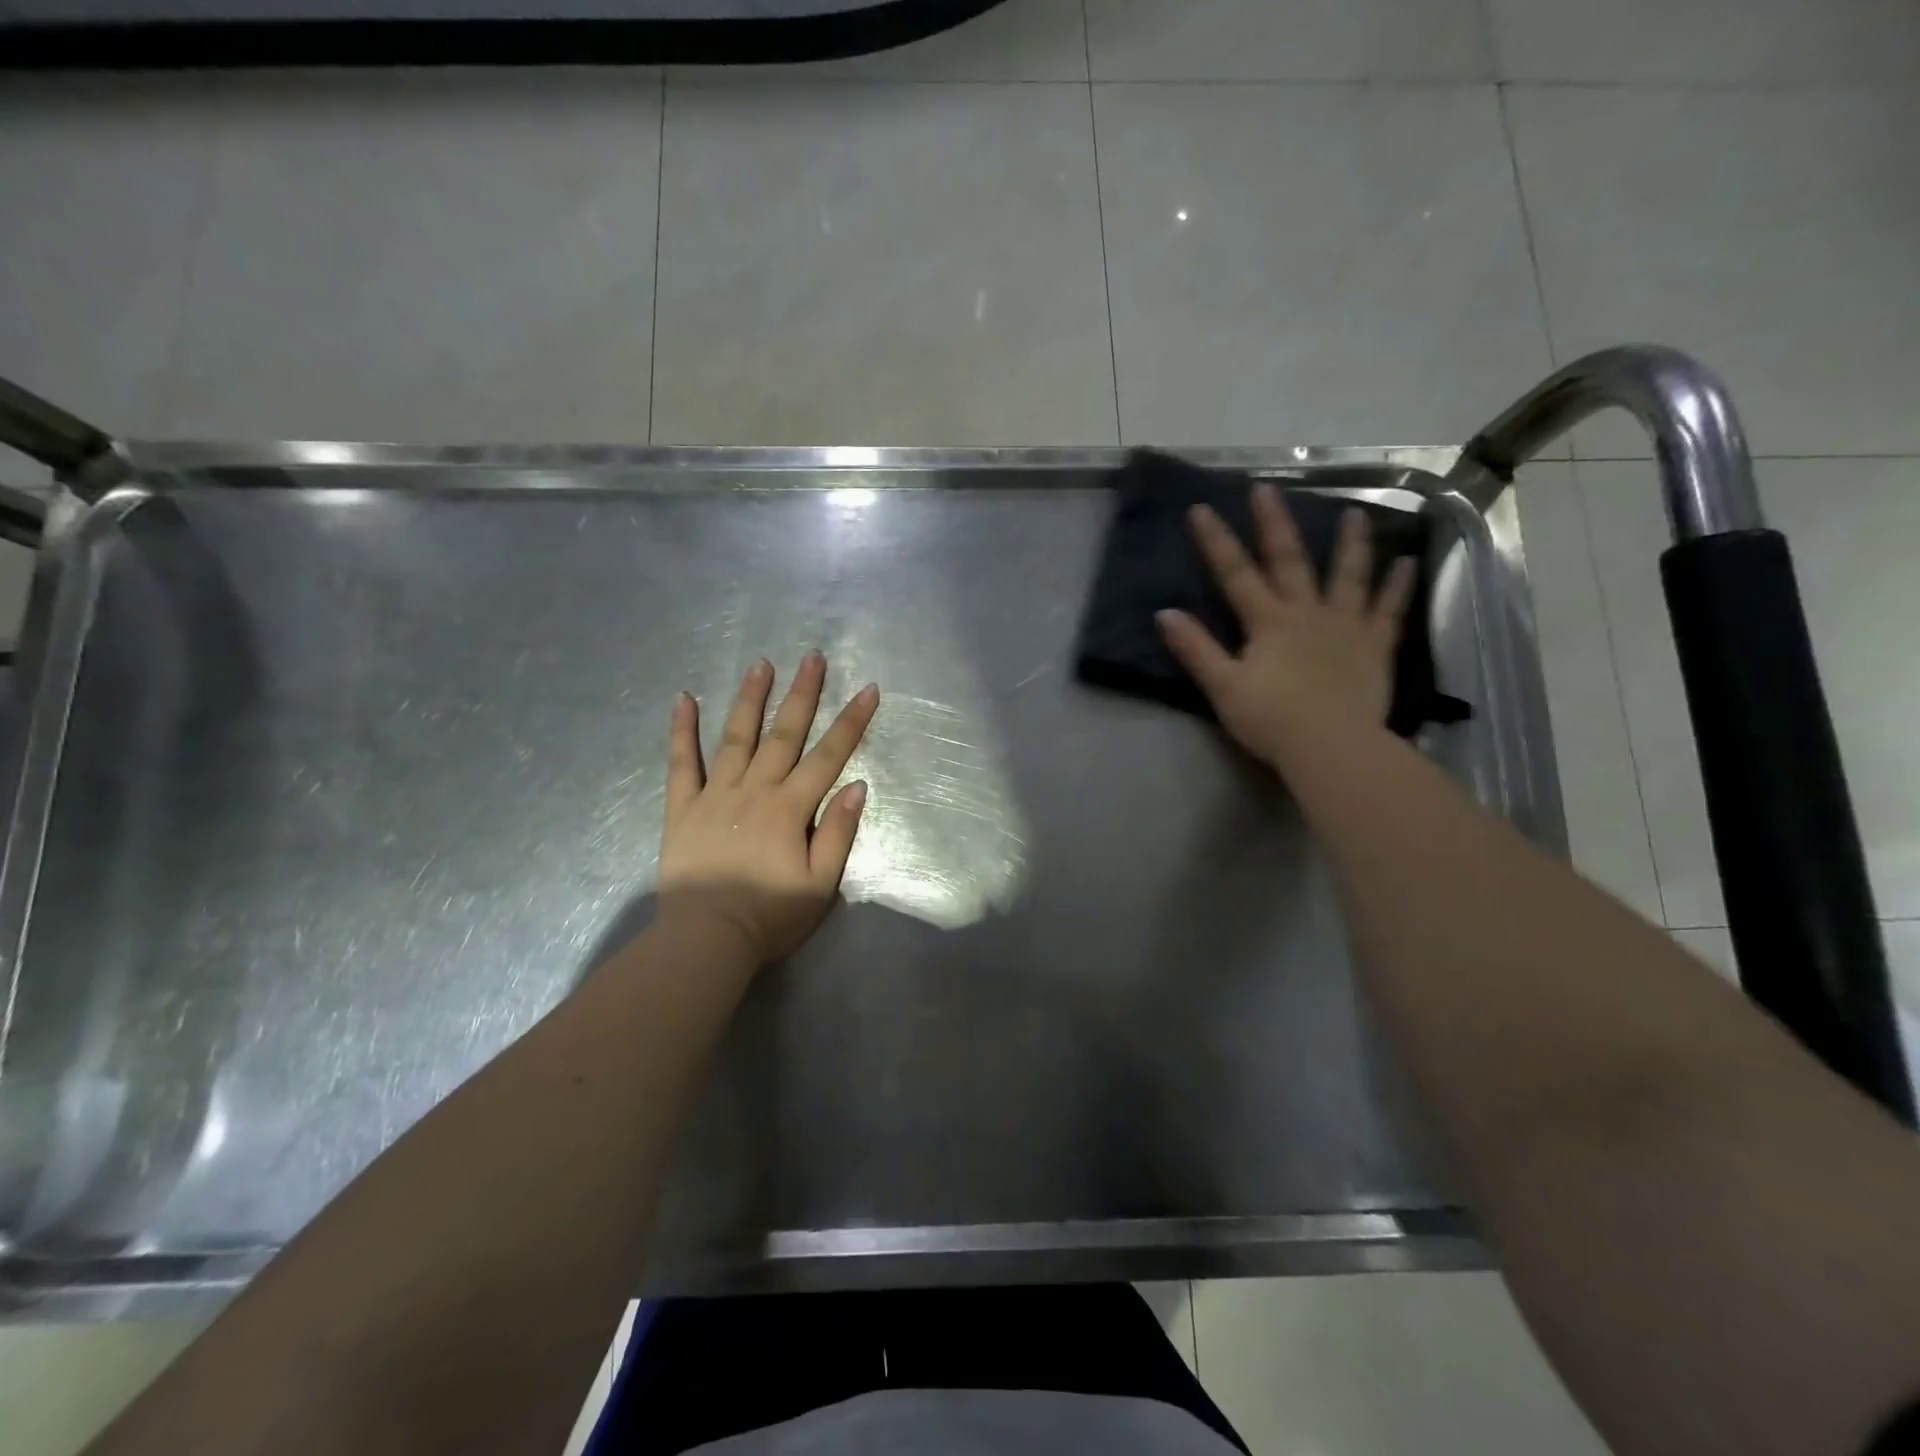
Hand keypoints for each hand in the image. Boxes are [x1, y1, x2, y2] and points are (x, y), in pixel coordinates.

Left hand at [658, 653, 878, 963]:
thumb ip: (837, 833)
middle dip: (802, 694)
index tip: (867, 689)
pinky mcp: (682, 808)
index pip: (828, 756)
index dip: (851, 722)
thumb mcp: (820, 884)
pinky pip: (681, 763)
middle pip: (783, 734)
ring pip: (736, 737)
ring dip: (750, 698)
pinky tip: (684, 699)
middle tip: (812, 657)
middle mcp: (754, 790)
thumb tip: (856, 786)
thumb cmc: (769, 916)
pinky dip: (682, 730)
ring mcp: (715, 795)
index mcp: (790, 808)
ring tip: (761, 664)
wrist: (706, 939)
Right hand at [1156, 484, 1415, 768]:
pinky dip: (1398, 586)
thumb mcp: (1223, 686)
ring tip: (1354, 512)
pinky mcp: (1375, 645)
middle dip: (1274, 524)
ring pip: (1348, 575)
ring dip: (1350, 542)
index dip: (1216, 542)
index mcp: (1268, 622)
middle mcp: (1307, 612)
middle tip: (1268, 488)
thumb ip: (1195, 649)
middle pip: (1289, 561)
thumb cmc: (1271, 719)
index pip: (1235, 574)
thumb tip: (1164, 614)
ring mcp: (1346, 625)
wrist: (1331, 745)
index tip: (1201, 509)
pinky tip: (1407, 562)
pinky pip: (1389, 610)